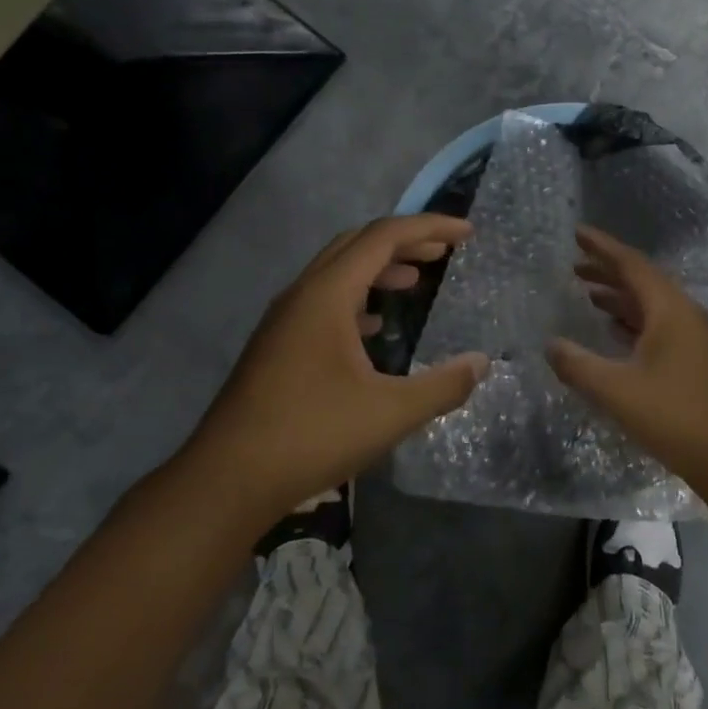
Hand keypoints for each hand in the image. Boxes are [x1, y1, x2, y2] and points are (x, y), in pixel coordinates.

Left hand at [181, 215, 487, 530]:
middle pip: (358, 244)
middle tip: (443, 252)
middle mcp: (303, 294)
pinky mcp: (276, 344)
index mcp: (327, 294)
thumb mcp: (390, 413)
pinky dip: (356, 298)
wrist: (226, 480)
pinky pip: (323, 300)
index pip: (384, 237)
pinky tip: (373, 327)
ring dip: (379, 268)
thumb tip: (482, 363)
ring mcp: (284, 319)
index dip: (429, 227)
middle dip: (405, 241)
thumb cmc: (311, 436)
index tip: (467, 234)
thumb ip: (442, 386)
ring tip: (414, 280)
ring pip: (338, 271)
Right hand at [547, 225, 707, 494]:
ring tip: (587, 294)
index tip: (577, 232)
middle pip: (641, 280)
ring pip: (651, 304)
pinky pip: (659, 324)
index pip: (631, 264)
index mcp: (669, 309)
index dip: (602, 247)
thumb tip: (550, 345)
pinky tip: (615, 331)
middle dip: (607, 270)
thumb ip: (578, 365)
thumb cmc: (674, 417)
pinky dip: (633, 320)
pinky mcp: (697, 358)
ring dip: (619, 297)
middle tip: (574, 265)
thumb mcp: (617, 391)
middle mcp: (684, 313)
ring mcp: (694, 336)